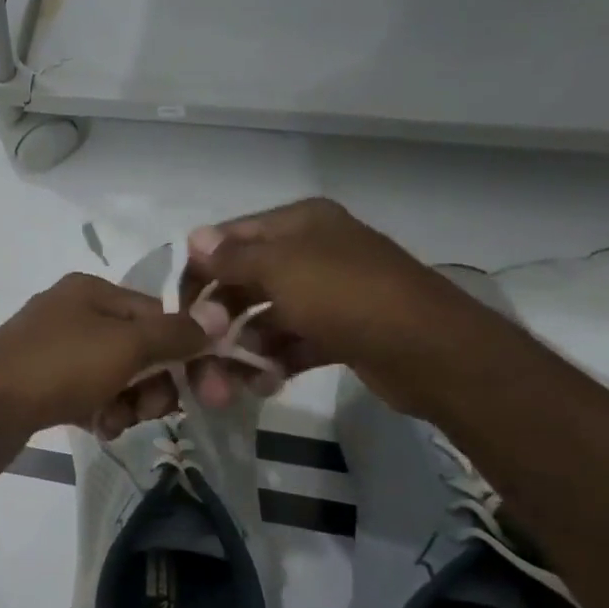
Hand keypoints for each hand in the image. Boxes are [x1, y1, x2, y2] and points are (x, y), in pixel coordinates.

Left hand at [0, 272, 206, 452]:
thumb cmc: (57, 369)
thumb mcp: (125, 346)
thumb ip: (175, 333)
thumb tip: (218, 316)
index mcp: (90, 292)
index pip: (157, 313)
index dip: (183, 348)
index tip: (204, 387)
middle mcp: (71, 315)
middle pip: (138, 347)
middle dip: (154, 382)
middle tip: (154, 410)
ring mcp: (52, 352)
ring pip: (115, 377)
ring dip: (128, 403)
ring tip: (115, 422)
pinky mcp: (40, 387)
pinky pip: (87, 397)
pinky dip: (100, 412)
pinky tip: (98, 429)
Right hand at [181, 198, 466, 412]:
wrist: (430, 351)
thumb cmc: (348, 297)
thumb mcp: (282, 269)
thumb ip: (233, 257)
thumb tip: (194, 238)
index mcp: (300, 224)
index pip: (231, 239)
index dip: (200, 269)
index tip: (178, 308)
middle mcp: (312, 252)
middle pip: (245, 281)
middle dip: (220, 317)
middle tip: (201, 351)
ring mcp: (328, 294)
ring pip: (266, 318)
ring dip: (244, 346)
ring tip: (232, 379)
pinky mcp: (339, 332)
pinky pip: (292, 343)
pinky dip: (274, 362)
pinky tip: (264, 383)